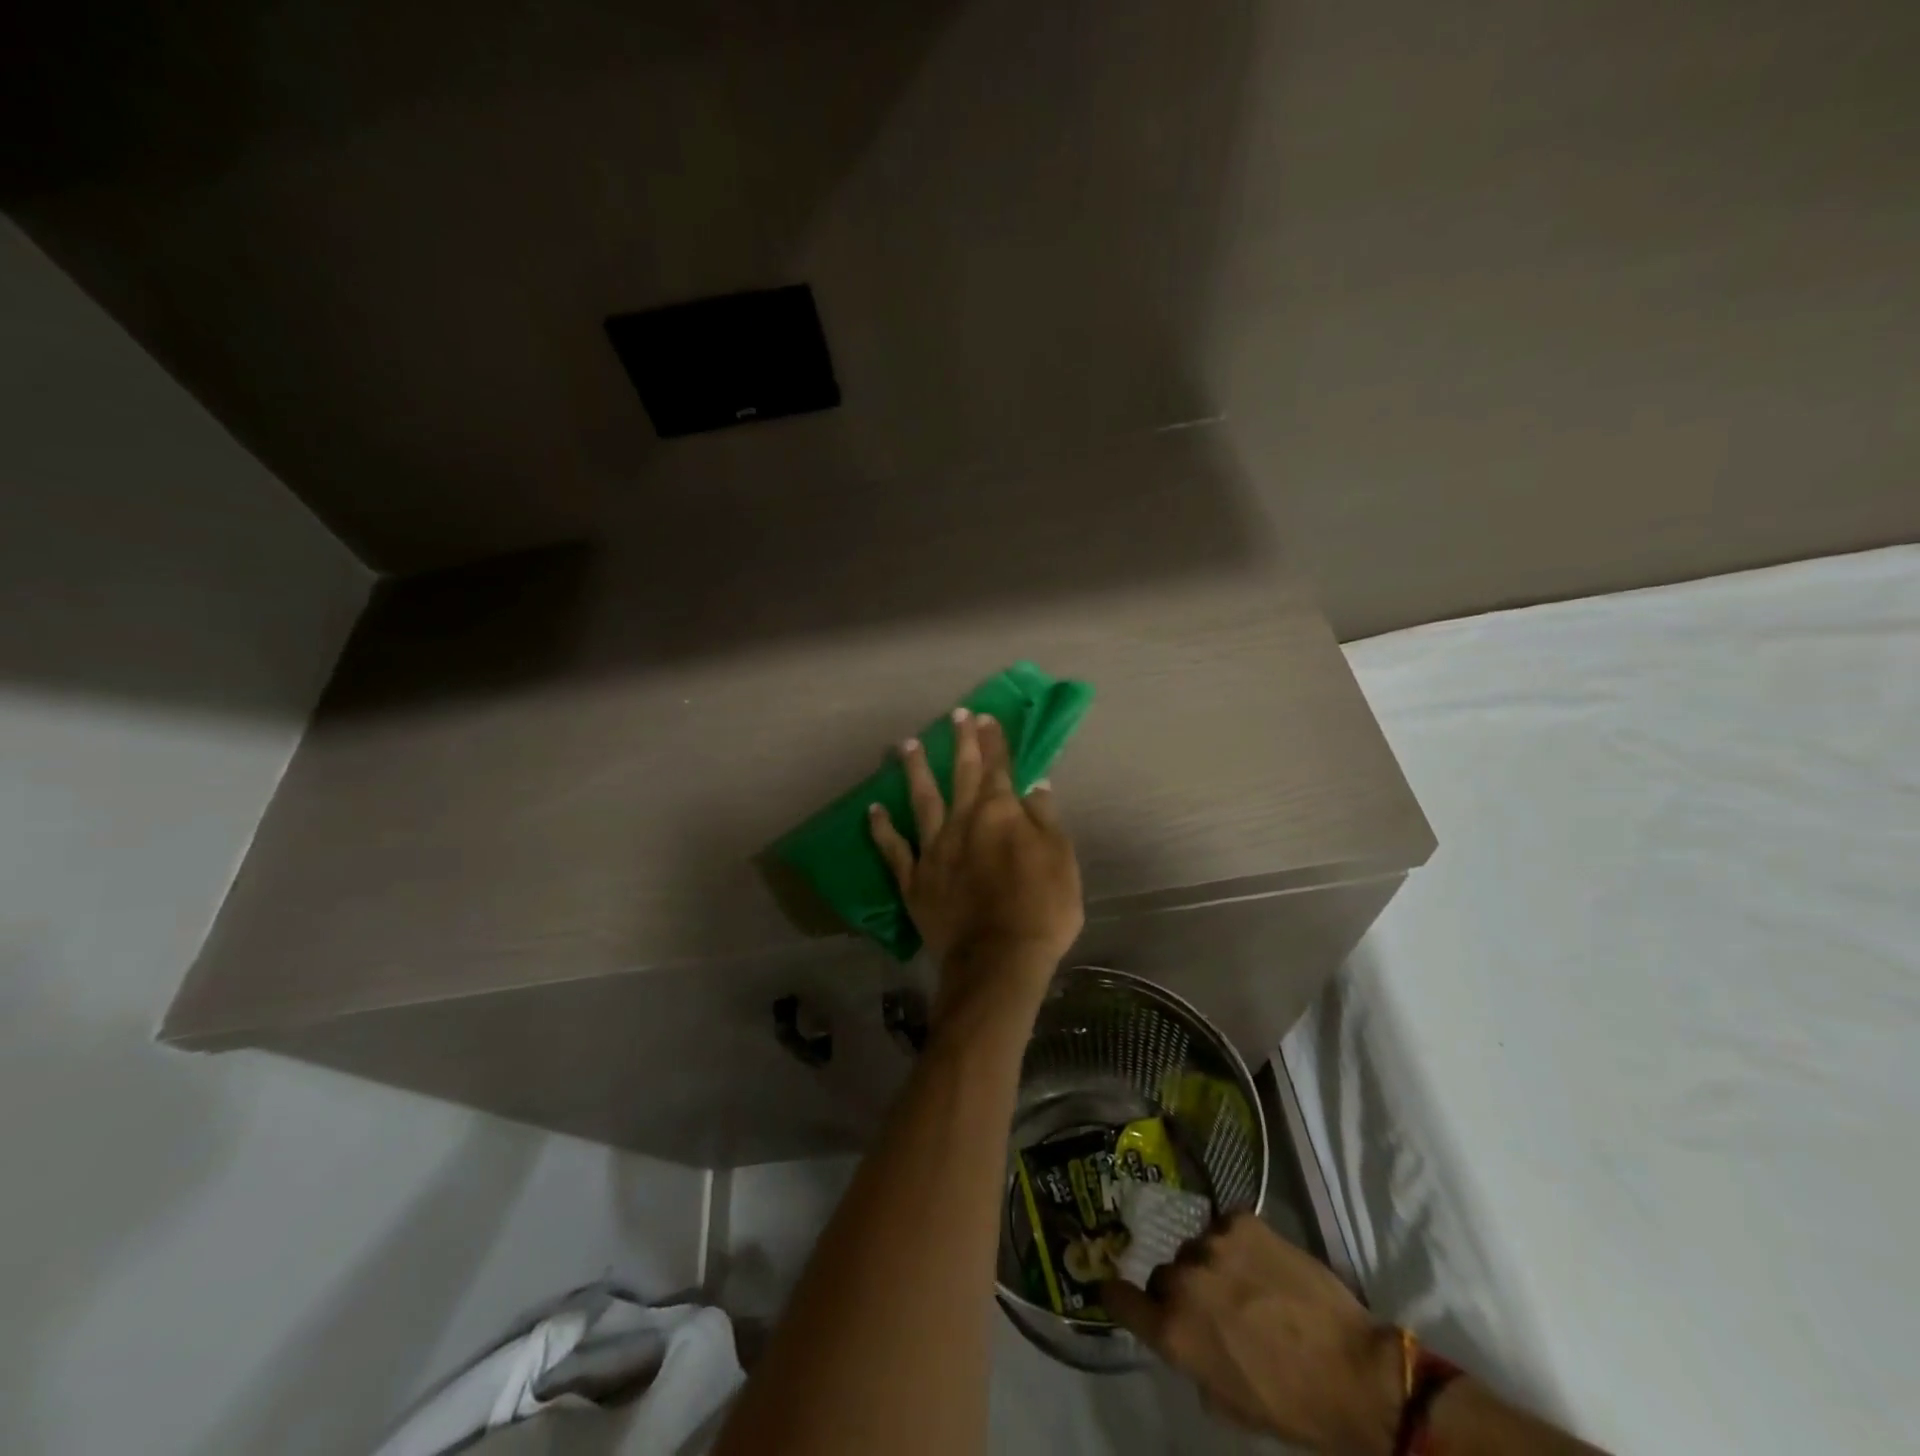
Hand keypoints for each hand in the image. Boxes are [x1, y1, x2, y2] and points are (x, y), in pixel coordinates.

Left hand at [869, 708, 1082, 1016]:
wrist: (999, 959)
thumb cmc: (1042, 909)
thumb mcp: (1061, 859)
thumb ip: (1045, 819)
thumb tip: (1034, 787)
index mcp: (1000, 813)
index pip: (999, 768)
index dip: (994, 741)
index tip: (986, 717)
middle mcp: (963, 821)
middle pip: (962, 774)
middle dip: (960, 743)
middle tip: (954, 715)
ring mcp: (934, 849)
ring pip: (922, 800)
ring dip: (914, 771)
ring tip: (905, 745)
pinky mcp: (914, 879)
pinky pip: (893, 849)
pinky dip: (882, 828)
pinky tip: (873, 809)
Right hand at [1103, 1214, 1402, 1455]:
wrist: (1355, 1372)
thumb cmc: (1292, 1405)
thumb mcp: (1229, 1403)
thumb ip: (1192, 1362)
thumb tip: (1184, 1335)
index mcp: (1174, 1331)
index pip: (1119, 1298)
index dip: (1118, 1295)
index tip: (1118, 1289)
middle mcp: (1183, 1281)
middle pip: (1164, 1275)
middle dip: (1182, 1290)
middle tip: (1214, 1307)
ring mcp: (1212, 1244)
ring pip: (1196, 1249)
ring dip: (1212, 1265)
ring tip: (1247, 1284)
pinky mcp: (1241, 1220)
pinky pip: (1225, 1227)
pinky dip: (1237, 1243)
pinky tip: (1262, 1263)